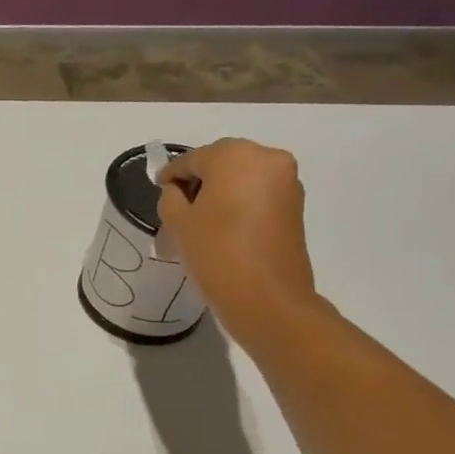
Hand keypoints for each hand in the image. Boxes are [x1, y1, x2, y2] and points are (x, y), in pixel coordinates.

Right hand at [156, 138, 319, 346]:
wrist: (268, 298)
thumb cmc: (216, 252)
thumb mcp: (178, 223)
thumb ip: (171, 197)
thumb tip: (178, 190)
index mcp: (235, 155)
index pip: (192, 159)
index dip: (171, 175)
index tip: (159, 189)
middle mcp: (267, 158)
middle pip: (221, 163)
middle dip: (199, 181)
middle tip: (179, 207)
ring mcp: (287, 181)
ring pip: (242, 178)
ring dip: (221, 192)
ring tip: (201, 220)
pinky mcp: (296, 205)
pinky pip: (259, 193)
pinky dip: (240, 202)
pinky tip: (225, 227)